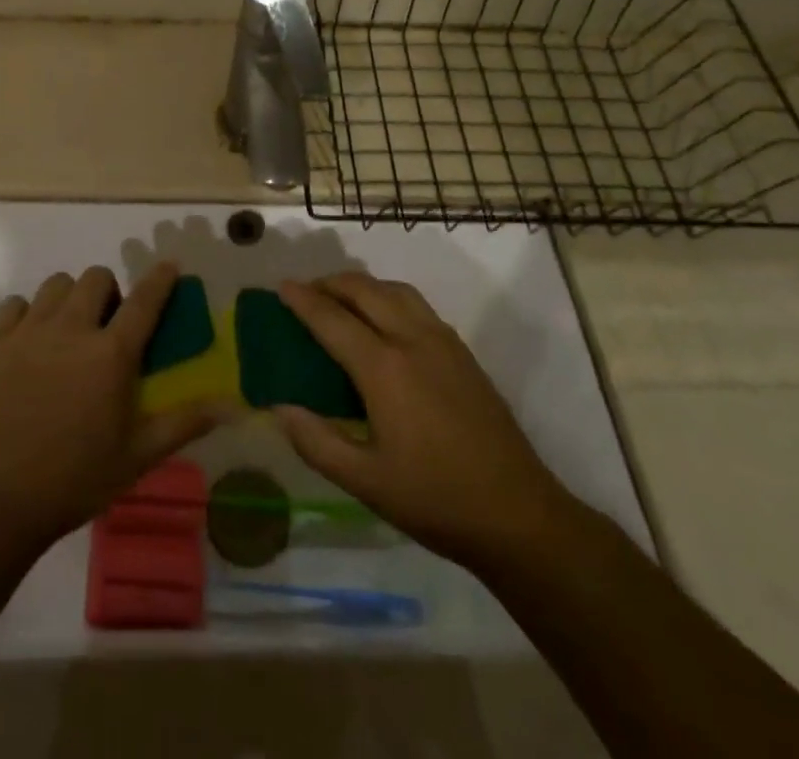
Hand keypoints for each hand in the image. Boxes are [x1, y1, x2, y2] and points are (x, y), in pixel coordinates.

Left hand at [0, 263, 219, 549]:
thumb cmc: (74, 480)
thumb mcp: (137, 458)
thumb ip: (183, 424)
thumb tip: (231, 407)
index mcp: (111, 354)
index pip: (145, 301)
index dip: (160, 279)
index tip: (169, 267)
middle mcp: (72, 329)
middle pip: (96, 278)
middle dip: (109, 292)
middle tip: (109, 324)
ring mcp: (30, 332)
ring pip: (56, 284)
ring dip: (70, 297)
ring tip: (70, 329)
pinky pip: (15, 304)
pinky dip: (28, 313)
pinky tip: (31, 340)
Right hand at [271, 272, 574, 570]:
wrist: (519, 515)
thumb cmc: (436, 500)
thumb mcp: (365, 482)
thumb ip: (316, 442)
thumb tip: (280, 407)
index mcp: (384, 368)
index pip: (331, 318)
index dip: (302, 300)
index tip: (280, 287)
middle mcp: (412, 340)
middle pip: (363, 289)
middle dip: (329, 283)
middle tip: (305, 294)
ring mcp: (442, 341)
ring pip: (394, 289)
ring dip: (361, 285)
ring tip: (340, 301)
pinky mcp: (462, 352)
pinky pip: (416, 304)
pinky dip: (388, 297)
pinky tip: (382, 323)